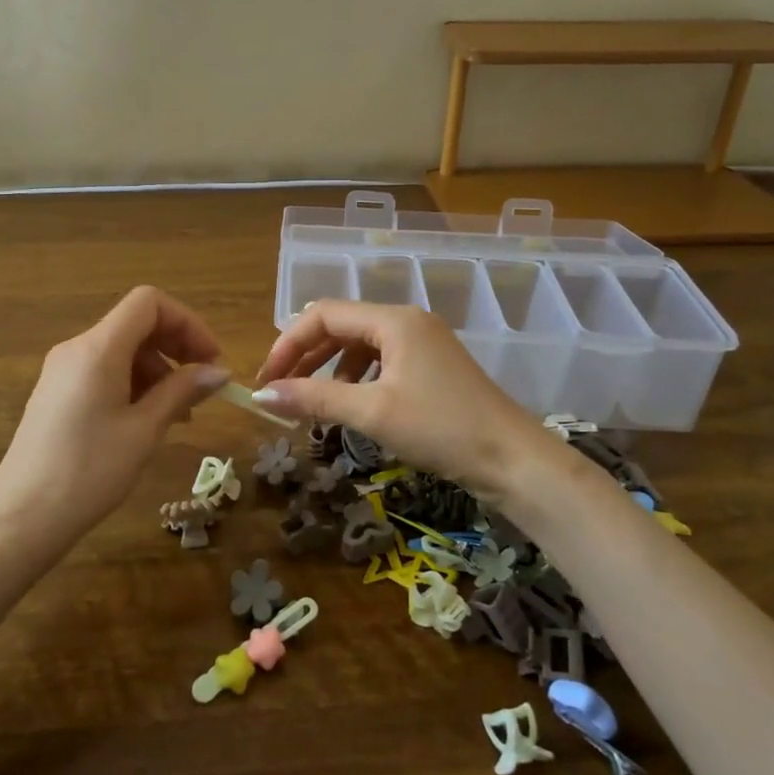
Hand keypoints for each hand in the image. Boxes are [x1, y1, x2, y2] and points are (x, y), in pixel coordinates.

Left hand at [0, 287, 228, 544]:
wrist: (21, 519)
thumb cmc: (89, 472)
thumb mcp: (145, 430)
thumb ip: (182, 391)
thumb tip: (218, 371)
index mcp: (98, 348)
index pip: (149, 303)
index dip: (187, 322)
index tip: (211, 359)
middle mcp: (77, 349)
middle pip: (136, 324)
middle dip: (176, 346)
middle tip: (203, 386)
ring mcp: (62, 371)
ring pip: (121, 349)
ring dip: (158, 369)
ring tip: (179, 413)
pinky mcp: (56, 393)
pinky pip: (103, 371)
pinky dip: (134, 384)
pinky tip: (147, 420)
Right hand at [250, 300, 552, 500]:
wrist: (513, 460)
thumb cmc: (440, 428)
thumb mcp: (372, 412)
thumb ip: (314, 398)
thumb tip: (261, 396)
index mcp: (393, 320)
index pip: (324, 314)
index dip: (288, 343)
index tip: (266, 380)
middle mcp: (407, 321)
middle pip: (340, 326)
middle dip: (305, 357)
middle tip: (279, 391)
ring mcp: (423, 343)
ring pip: (360, 345)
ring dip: (329, 369)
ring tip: (313, 403)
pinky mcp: (432, 367)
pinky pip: (381, 362)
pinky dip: (357, 379)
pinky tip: (352, 404)